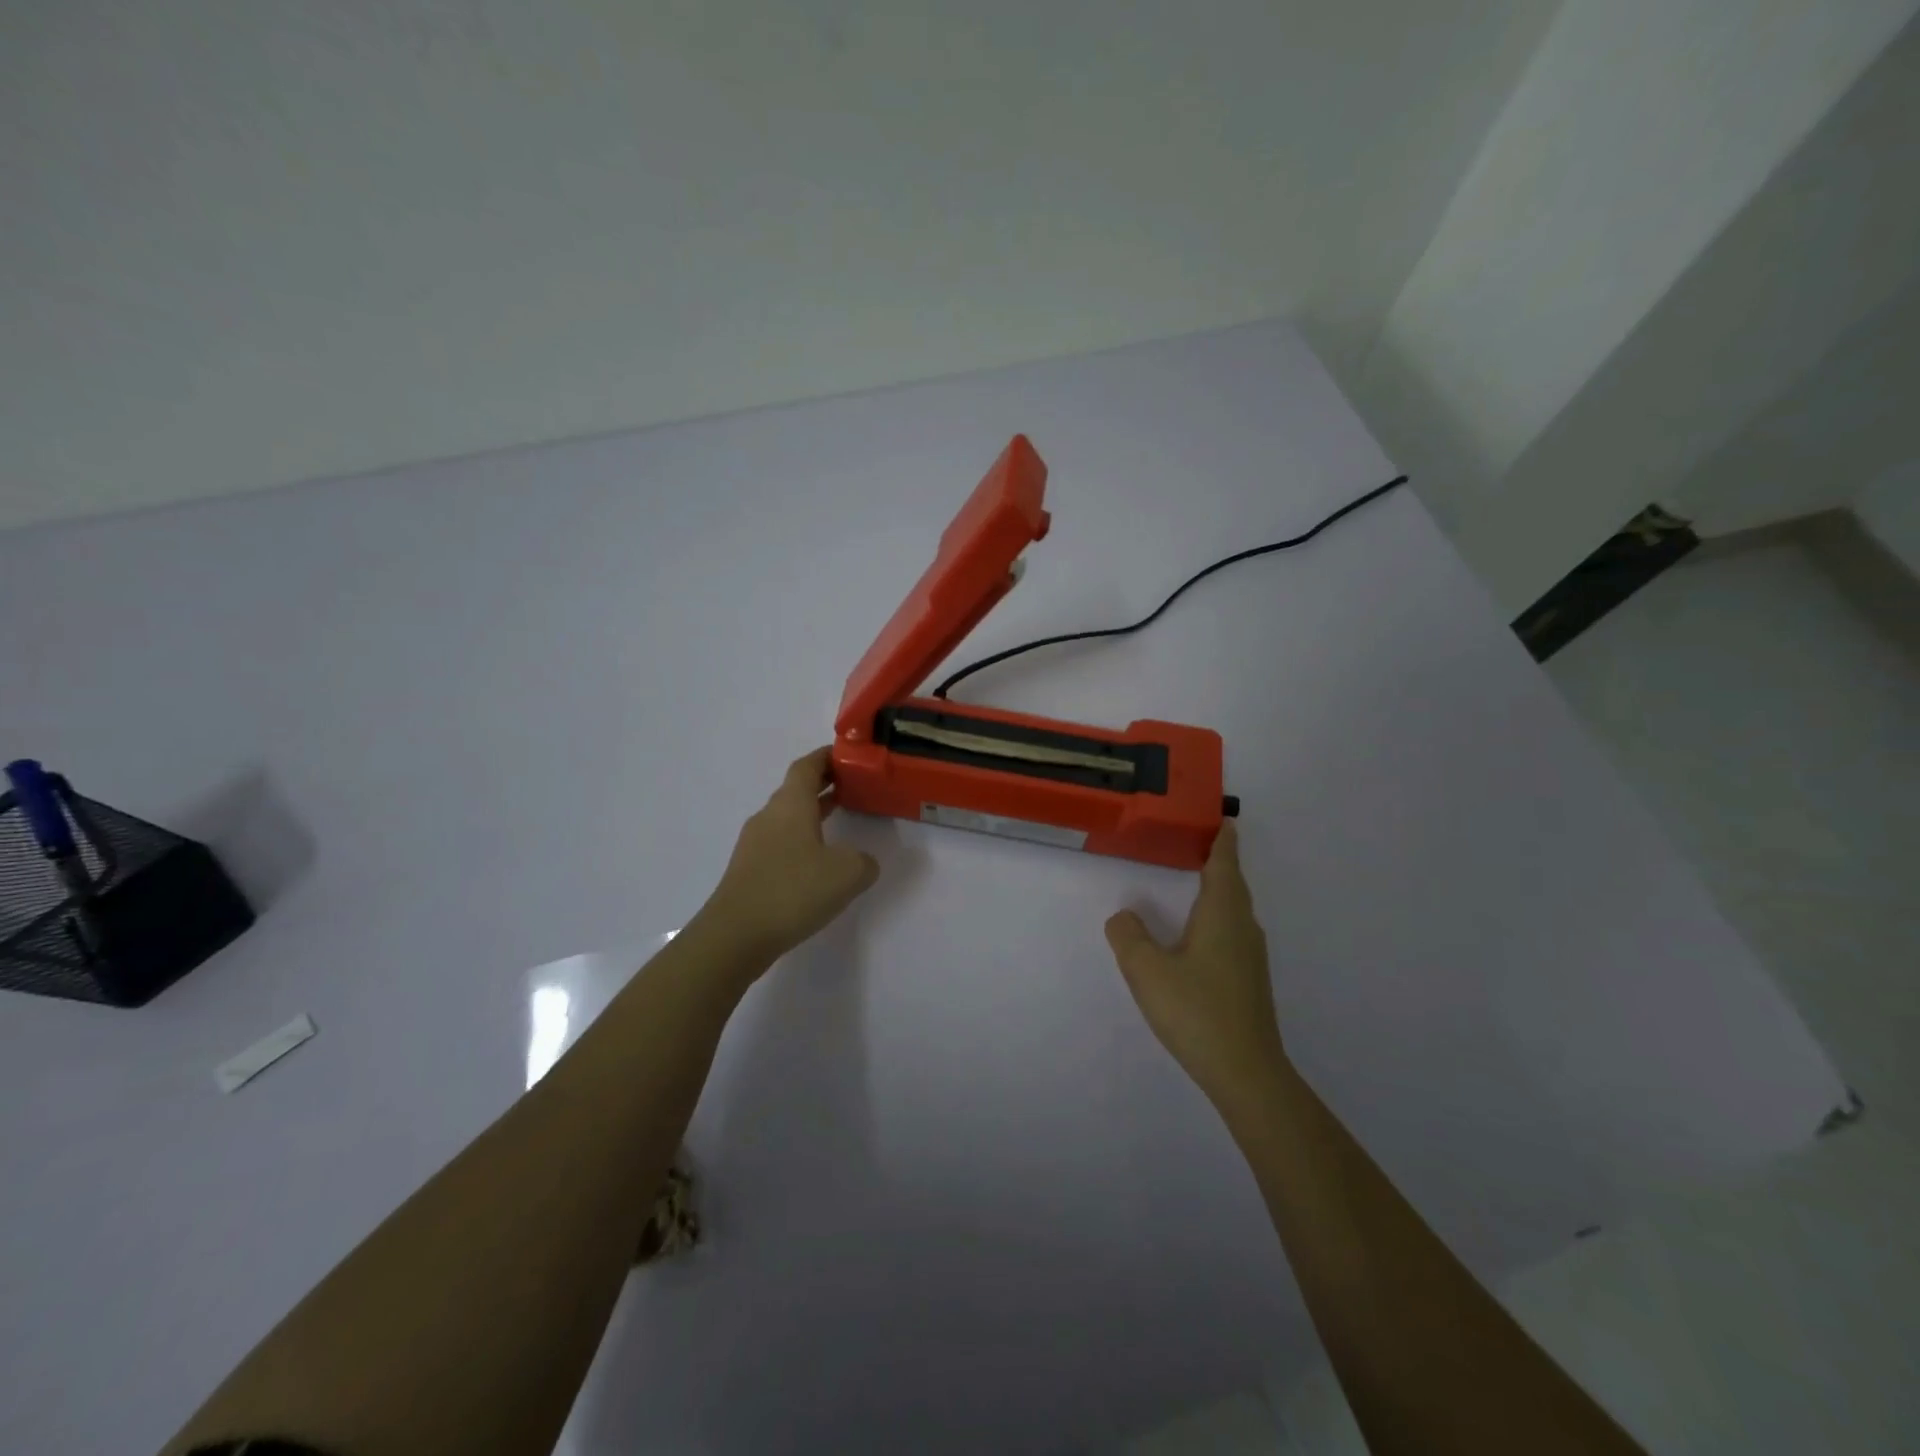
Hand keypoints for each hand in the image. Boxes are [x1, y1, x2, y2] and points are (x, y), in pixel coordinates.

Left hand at [701, 748, 879, 962]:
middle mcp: (769, 816)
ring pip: (787, 816)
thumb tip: (861, 860)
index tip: (848, 756)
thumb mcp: (848, 873)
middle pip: (796, 789)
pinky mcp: (749, 869)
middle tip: (853, 786)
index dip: (827, 757)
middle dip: (824, 784)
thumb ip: (864, 861)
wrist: (735, 935)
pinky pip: (780, 841)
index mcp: (791, 805)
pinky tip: (817, 862)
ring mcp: (755, 843)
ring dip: (812, 812)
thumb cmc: (793, 891)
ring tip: (840, 820)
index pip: (807, 766)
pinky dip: (801, 839)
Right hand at [1104, 823, 1286, 1107]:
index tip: (1224, 819)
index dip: (1223, 841)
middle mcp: (1243, 928)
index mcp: (1222, 915)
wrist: (1246, 1072)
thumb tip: (1123, 916)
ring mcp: (1251, 956)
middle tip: (1201, 842)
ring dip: (1220, 890)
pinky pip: (1233, 932)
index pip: (1224, 865)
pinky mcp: (1250, 981)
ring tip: (1198, 880)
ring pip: (1235, 910)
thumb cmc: (1196, 1011)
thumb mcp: (1147, 971)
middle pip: (1233, 885)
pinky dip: (1218, 917)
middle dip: (1220, 861)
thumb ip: (1128, 937)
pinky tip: (1200, 934)